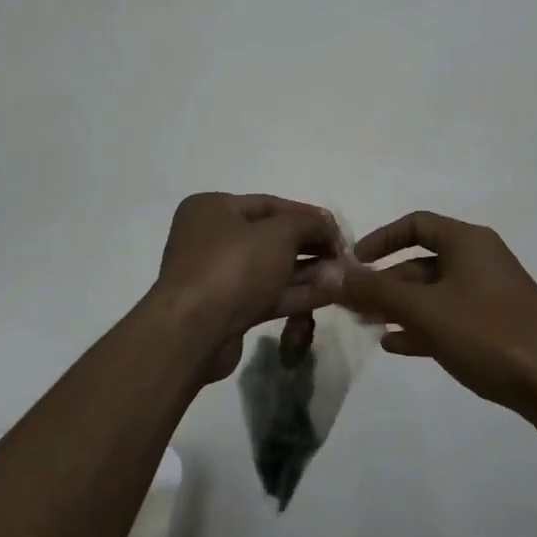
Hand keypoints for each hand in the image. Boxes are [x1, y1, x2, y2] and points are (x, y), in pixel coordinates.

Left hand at [154, 193, 340, 382]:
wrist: (193, 332)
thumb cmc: (233, 266)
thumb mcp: (279, 233)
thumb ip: (309, 224)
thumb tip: (328, 228)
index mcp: (212, 209)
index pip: (269, 204)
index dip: (307, 215)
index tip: (337, 229)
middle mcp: (211, 238)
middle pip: (271, 237)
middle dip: (310, 246)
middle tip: (342, 255)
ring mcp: (218, 277)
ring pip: (272, 269)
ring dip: (308, 272)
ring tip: (342, 276)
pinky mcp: (227, 310)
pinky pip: (268, 294)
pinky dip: (297, 293)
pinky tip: (330, 293)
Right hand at [330, 211, 536, 415]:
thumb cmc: (488, 334)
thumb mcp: (426, 310)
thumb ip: (377, 290)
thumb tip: (334, 272)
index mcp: (468, 242)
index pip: (416, 224)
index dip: (381, 239)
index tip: (353, 263)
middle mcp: (479, 260)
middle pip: (422, 261)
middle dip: (385, 281)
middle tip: (353, 304)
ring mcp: (489, 294)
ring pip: (434, 292)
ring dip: (400, 306)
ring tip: (368, 325)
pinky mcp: (495, 325)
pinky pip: (449, 316)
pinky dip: (422, 326)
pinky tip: (397, 346)